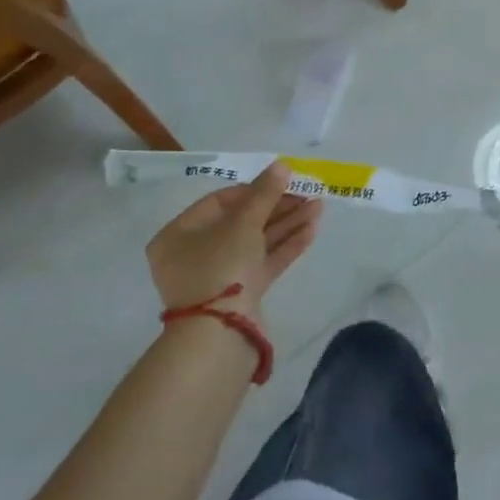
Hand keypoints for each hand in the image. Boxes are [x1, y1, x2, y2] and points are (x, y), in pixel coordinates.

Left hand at [147, 160, 322, 323]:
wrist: (220, 334)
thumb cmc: (221, 266)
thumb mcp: (244, 222)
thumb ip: (265, 192)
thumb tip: (282, 165)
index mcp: (179, 235)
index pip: (220, 202)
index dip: (253, 190)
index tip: (282, 183)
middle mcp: (195, 255)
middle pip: (242, 222)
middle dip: (278, 207)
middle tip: (308, 194)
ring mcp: (219, 276)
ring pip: (257, 242)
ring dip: (288, 224)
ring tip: (319, 208)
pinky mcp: (241, 295)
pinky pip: (264, 262)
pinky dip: (287, 246)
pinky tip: (312, 230)